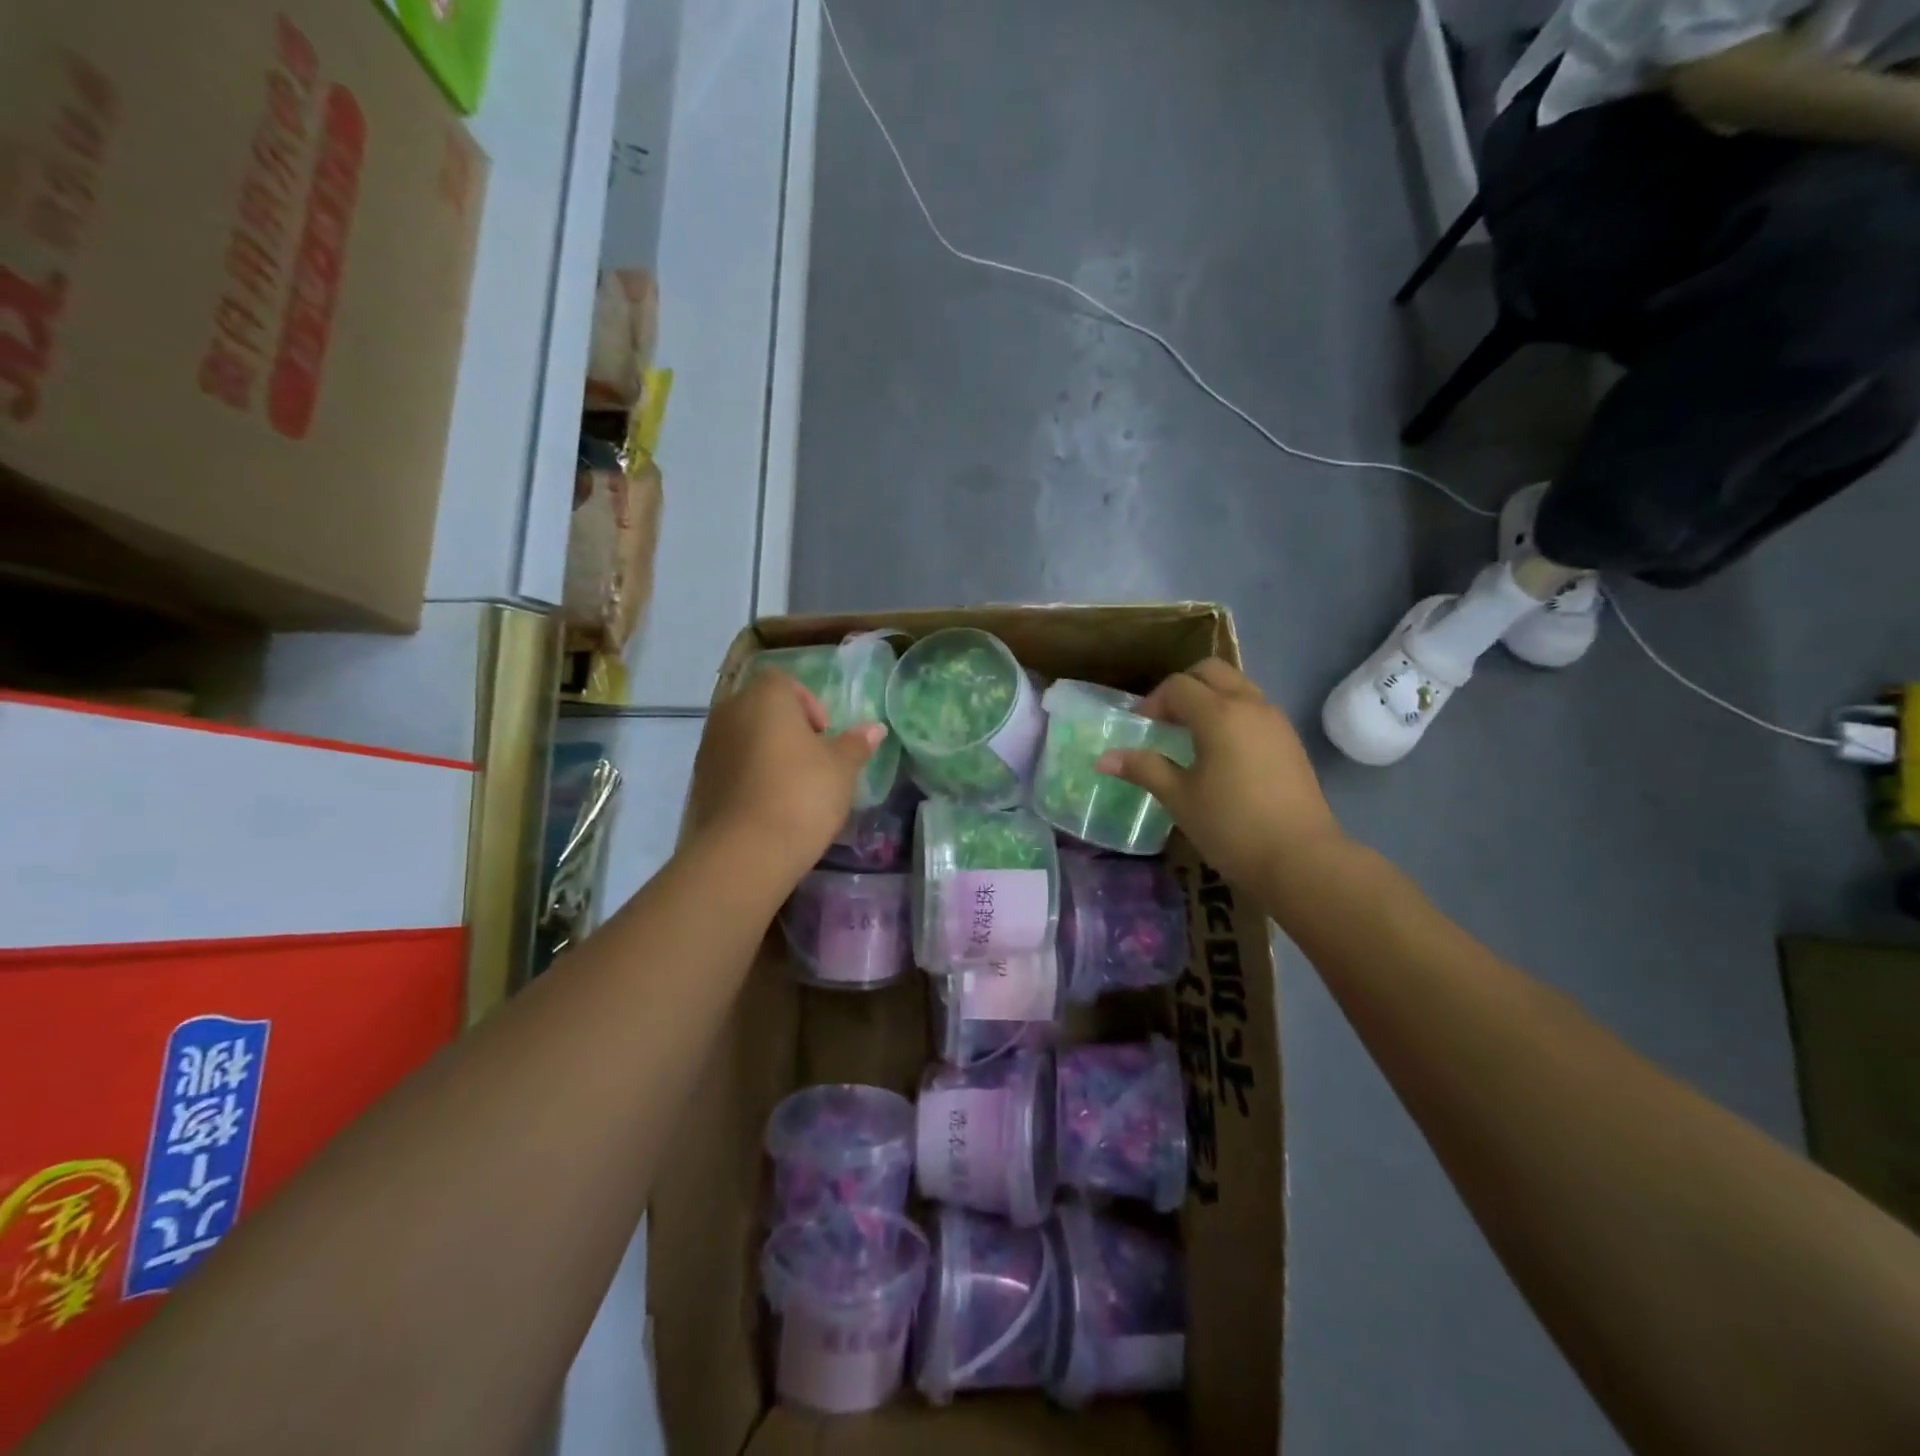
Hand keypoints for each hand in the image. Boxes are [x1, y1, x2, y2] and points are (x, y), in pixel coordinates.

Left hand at [686, 669, 882, 881]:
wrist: (746, 851)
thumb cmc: (802, 794)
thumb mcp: (842, 769)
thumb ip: (856, 744)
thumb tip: (874, 728)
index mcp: (765, 698)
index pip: (784, 682)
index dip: (808, 704)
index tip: (824, 735)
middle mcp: (730, 712)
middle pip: (761, 708)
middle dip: (787, 728)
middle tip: (813, 759)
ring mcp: (709, 747)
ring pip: (744, 737)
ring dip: (766, 752)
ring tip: (792, 786)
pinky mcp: (699, 781)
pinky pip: (730, 765)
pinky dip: (749, 775)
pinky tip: (770, 805)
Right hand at [1097, 659, 1343, 893]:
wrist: (1301, 859)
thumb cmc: (1231, 826)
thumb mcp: (1179, 797)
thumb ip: (1143, 769)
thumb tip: (1103, 758)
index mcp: (1219, 714)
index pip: (1178, 686)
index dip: (1153, 702)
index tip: (1140, 728)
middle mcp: (1250, 705)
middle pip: (1212, 672)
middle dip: (1184, 688)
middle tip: (1166, 721)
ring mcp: (1275, 722)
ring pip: (1238, 687)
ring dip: (1211, 699)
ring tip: (1192, 737)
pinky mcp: (1290, 741)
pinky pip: (1255, 709)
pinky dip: (1232, 715)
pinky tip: (1222, 753)